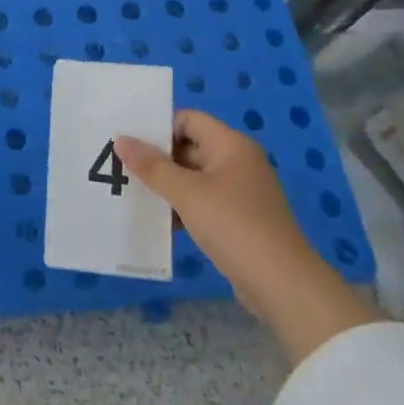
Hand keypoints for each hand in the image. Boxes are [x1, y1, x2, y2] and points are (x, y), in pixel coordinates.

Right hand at [117, 112, 377, 365]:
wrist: (282, 284)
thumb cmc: (233, 225)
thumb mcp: (187, 193)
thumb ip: (152, 166)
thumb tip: (121, 140)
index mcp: (231, 145)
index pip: (188, 119)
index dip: (159, 128)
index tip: (130, 144)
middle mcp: (238, 161)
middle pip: (190, 147)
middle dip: (158, 160)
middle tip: (123, 170)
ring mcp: (241, 191)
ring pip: (194, 177)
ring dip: (167, 186)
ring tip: (135, 196)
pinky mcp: (240, 219)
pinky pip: (203, 202)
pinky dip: (182, 207)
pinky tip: (161, 223)